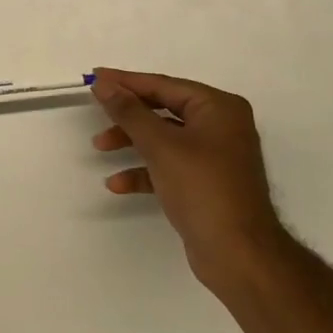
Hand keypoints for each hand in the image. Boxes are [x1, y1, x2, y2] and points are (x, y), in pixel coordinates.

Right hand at [91, 68, 284, 290]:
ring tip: (100, 147)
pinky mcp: (206, 183)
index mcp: (218, 108)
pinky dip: (144, 170)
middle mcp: (220, 126)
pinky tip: (118, 184)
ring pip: (163, 138)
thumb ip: (129, 111)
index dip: (126, 81)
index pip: (164, 85)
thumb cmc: (202, 189)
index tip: (94, 76)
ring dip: (131, 141)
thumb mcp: (160, 145)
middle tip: (95, 112)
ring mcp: (214, 156)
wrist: (238, 255)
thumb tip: (103, 83)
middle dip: (128, 115)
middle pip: (163, 110)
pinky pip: (169, 165)